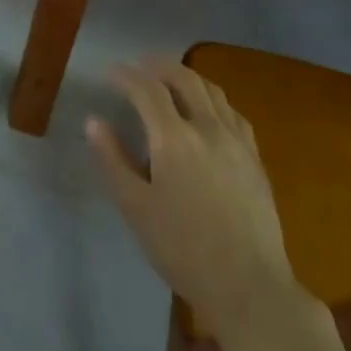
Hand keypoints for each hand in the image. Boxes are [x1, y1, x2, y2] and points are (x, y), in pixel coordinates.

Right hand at [87, 58, 297, 335]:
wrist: (249, 285)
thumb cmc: (182, 249)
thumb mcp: (135, 207)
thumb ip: (113, 159)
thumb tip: (95, 121)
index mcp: (173, 138)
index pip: (147, 90)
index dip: (127, 76)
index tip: (111, 73)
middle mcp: (207, 128)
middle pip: (184, 79)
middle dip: (159, 66)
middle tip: (140, 65)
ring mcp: (237, 141)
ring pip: (212, 91)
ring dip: (187, 77)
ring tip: (171, 79)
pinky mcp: (255, 159)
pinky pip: (233, 113)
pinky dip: (213, 99)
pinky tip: (208, 111)